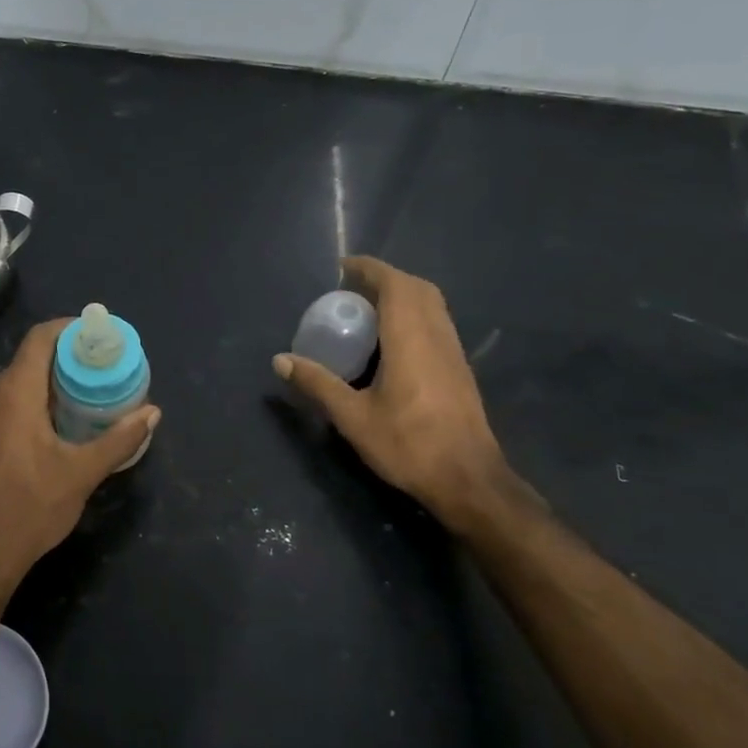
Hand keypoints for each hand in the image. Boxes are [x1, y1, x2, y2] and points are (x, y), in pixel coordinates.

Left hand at [0, 319, 160, 597]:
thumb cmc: (30, 510)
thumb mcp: (82, 474)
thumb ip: (118, 440)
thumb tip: (152, 412)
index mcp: (13, 395)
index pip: (39, 339)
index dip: (67, 329)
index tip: (95, 336)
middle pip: (26, 362)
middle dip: (62, 361)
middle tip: (97, 373)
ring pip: (11, 388)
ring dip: (43, 387)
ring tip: (78, 403)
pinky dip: (24, 408)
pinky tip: (45, 433)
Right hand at [275, 257, 511, 530]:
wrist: (468, 480)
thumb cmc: (408, 445)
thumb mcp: (352, 416)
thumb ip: (317, 383)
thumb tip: (280, 360)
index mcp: (411, 340)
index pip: (395, 285)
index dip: (370, 269)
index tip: (343, 266)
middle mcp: (437, 336)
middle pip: (418, 289)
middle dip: (386, 279)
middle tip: (352, 289)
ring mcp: (453, 353)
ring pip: (432, 306)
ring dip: (402, 296)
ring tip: (367, 310)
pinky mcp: (459, 369)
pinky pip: (436, 324)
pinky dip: (413, 316)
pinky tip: (391, 342)